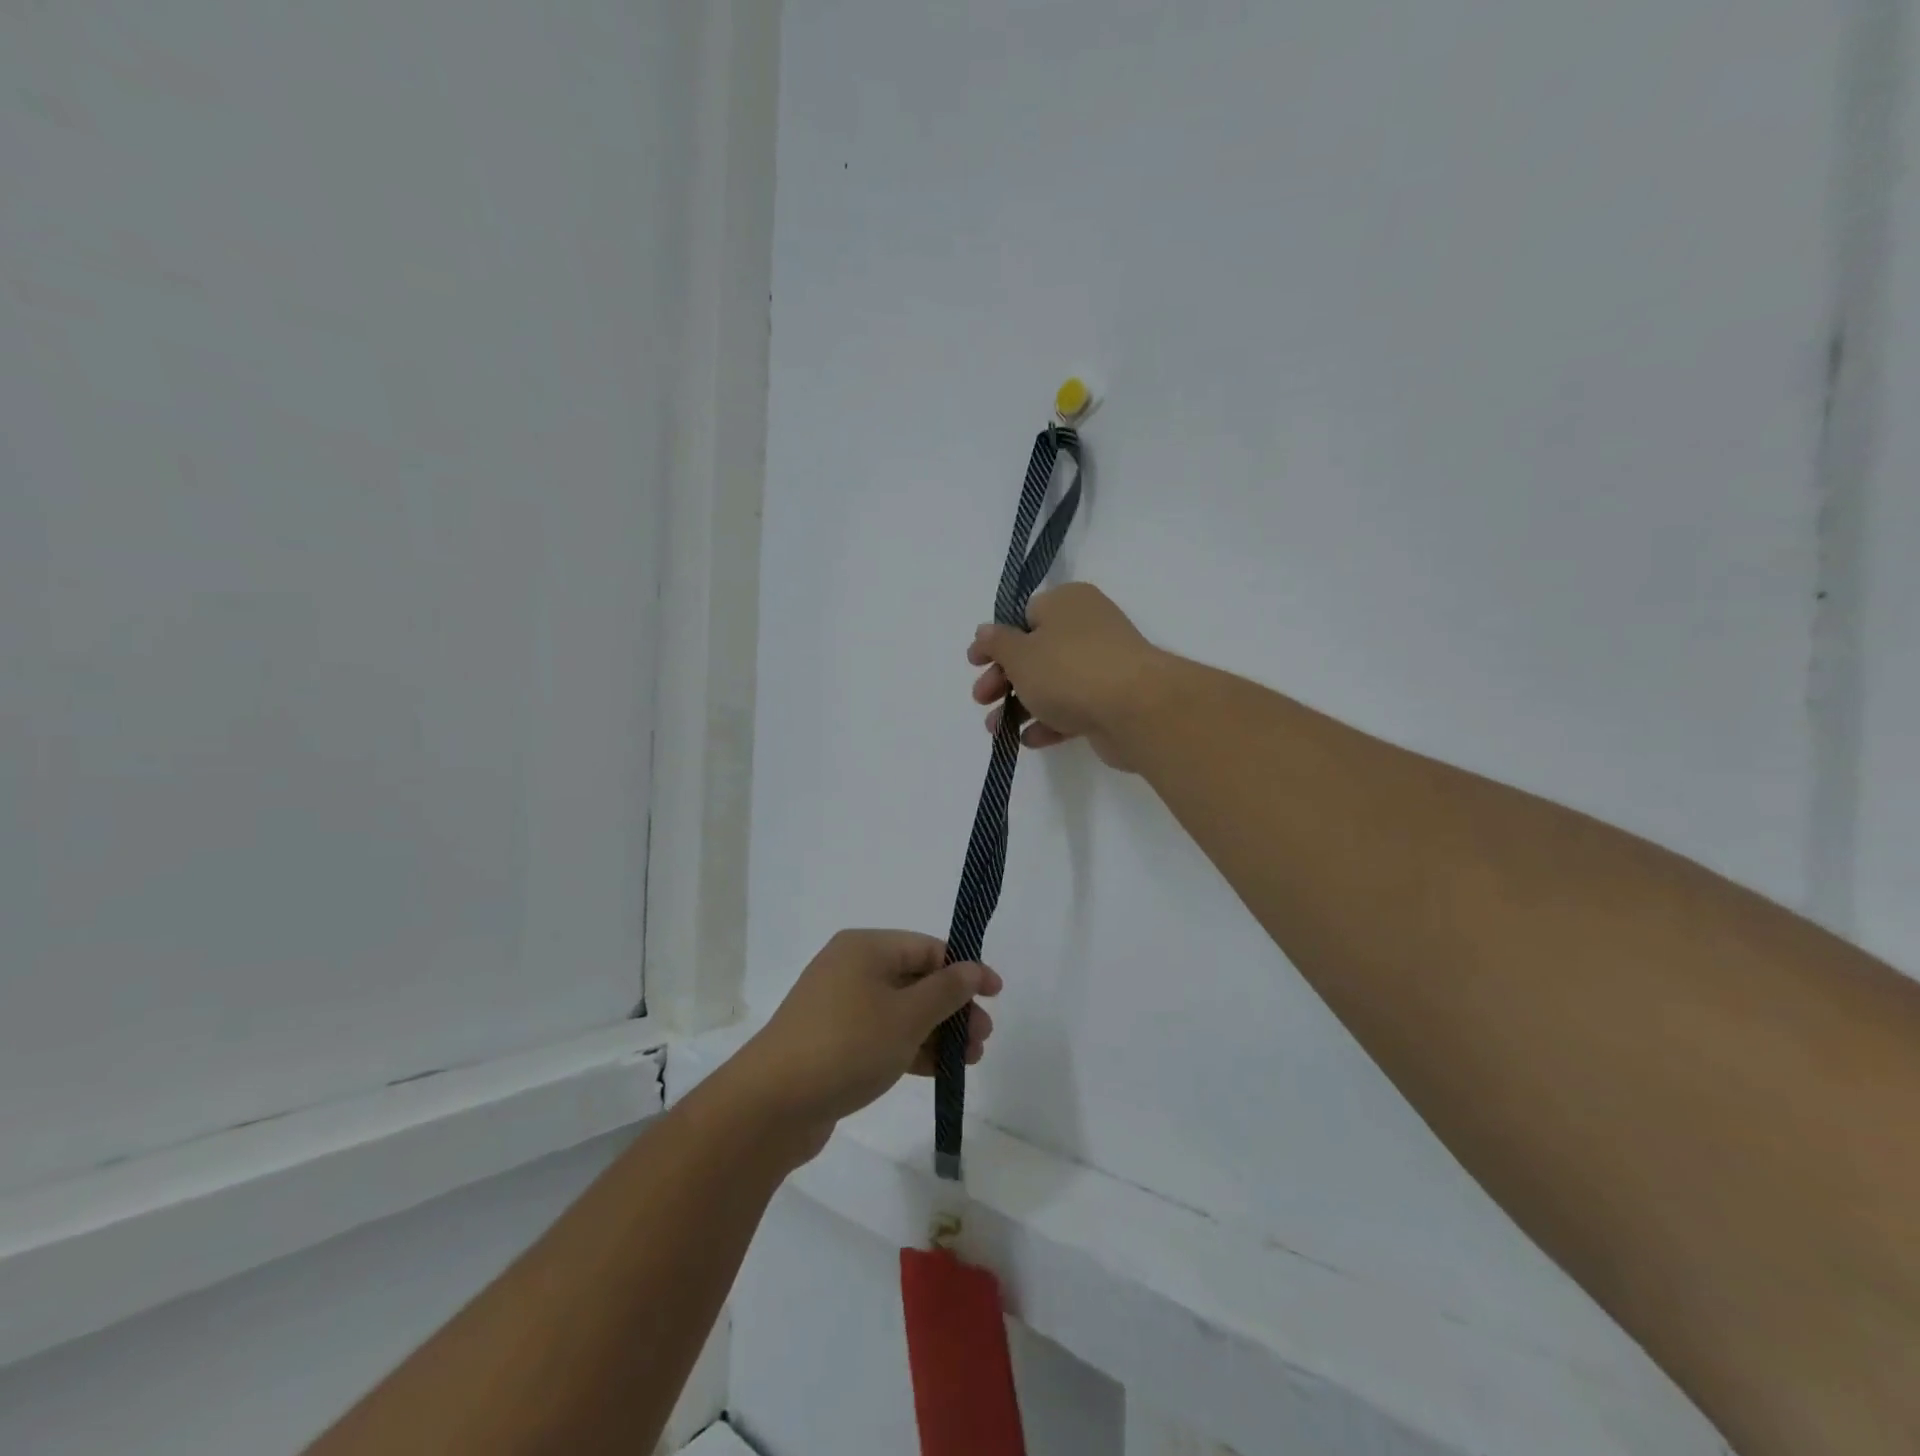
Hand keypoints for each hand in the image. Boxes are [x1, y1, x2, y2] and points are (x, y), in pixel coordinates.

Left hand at [734, 931, 1000, 1160]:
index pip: (927, 948)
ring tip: (968, 1061)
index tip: (996, 996)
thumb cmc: (847, 1045)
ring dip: (937, 1032)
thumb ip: (946, 991)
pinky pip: (882, 1036)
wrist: (771, 1105)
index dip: (965, 970)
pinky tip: (939, 1071)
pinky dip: (911, 1048)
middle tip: (982, 1039)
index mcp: (865, 948)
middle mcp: (851, 969)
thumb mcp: (907, 1016)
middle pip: (915, 980)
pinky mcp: (833, 1043)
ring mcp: (839, 1007)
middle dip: (953, 1008)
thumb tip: (972, 968)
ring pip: (901, 1011)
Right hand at [968, 582, 1171, 770]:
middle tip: (981, 699)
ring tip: (996, 730)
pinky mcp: (1112, 700)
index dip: (996, 640)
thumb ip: (997, 643)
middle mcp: (1087, 627)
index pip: (1024, 615)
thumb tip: (985, 632)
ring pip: (1052, 683)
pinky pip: (1072, 708)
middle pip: (1035, 652)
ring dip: (1021, 706)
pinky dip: (1049, 722)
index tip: (975, 663)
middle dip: (1003, 679)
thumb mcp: (1020, 654)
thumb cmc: (1069, 670)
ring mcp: (1103, 665)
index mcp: (1067, 603)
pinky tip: (1028, 739)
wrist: (1136, 710)